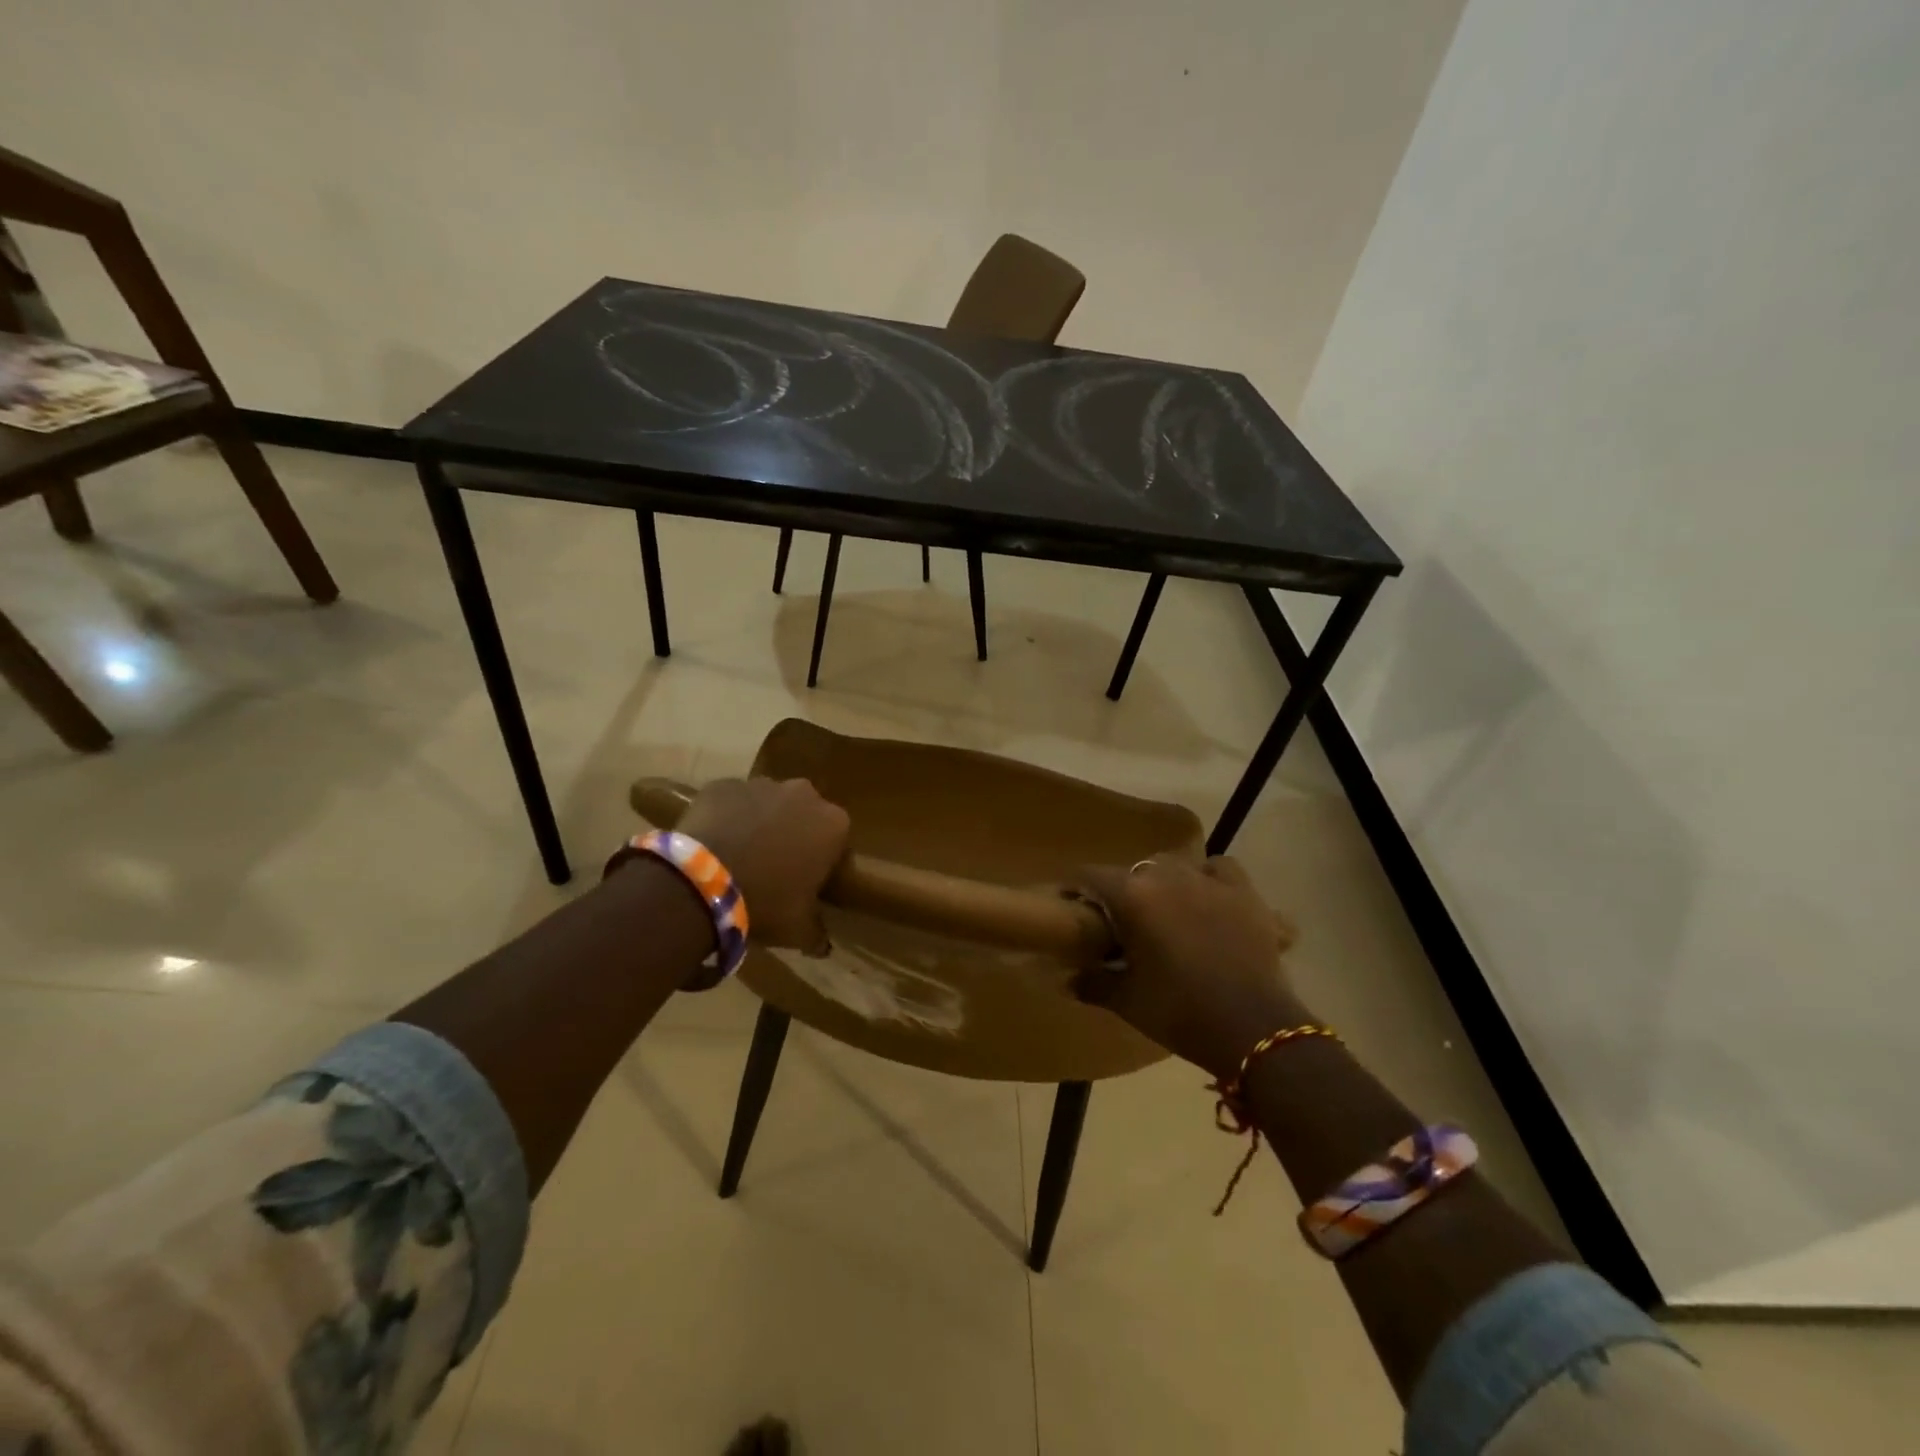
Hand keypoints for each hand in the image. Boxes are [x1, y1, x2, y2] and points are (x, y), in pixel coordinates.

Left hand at [677, 777, 850, 952]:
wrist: (701, 882)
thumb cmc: (765, 902)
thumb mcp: (798, 928)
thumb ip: (816, 933)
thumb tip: (823, 946)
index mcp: (833, 824)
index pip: (836, 840)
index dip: (822, 860)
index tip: (807, 881)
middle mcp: (804, 794)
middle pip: (803, 814)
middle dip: (793, 834)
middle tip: (773, 868)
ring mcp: (761, 784)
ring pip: (767, 804)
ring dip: (760, 823)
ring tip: (739, 856)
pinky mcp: (722, 784)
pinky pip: (730, 802)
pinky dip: (726, 817)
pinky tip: (712, 845)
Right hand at [1072, 856, 1303, 1078]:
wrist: (1253, 1029)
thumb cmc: (1180, 1013)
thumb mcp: (1127, 1002)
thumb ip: (1094, 983)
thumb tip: (1070, 979)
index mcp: (1133, 897)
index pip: (1091, 875)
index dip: (1076, 887)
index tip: (1071, 903)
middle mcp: (1168, 876)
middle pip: (1135, 869)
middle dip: (1124, 890)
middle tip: (1122, 922)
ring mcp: (1210, 881)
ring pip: (1176, 864)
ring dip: (1165, 881)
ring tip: (1165, 907)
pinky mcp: (1245, 894)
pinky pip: (1221, 869)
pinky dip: (1210, 877)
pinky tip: (1208, 898)